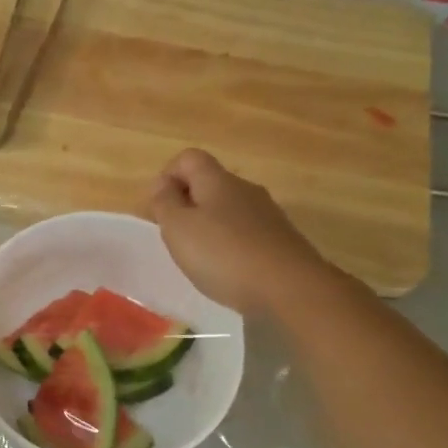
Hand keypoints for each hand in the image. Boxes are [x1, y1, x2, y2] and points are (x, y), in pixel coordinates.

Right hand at [149, 149, 331, 315]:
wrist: (289, 288)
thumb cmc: (223, 255)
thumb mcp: (178, 228)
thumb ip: (164, 202)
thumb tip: (162, 184)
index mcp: (217, 180)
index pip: (189, 158)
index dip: (168, 176)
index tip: (158, 208)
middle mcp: (245, 189)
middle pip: (210, 184)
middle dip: (187, 205)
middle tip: (174, 238)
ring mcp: (267, 214)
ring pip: (228, 209)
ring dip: (208, 226)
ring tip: (198, 258)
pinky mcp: (280, 240)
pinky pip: (245, 232)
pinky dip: (229, 245)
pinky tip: (226, 270)